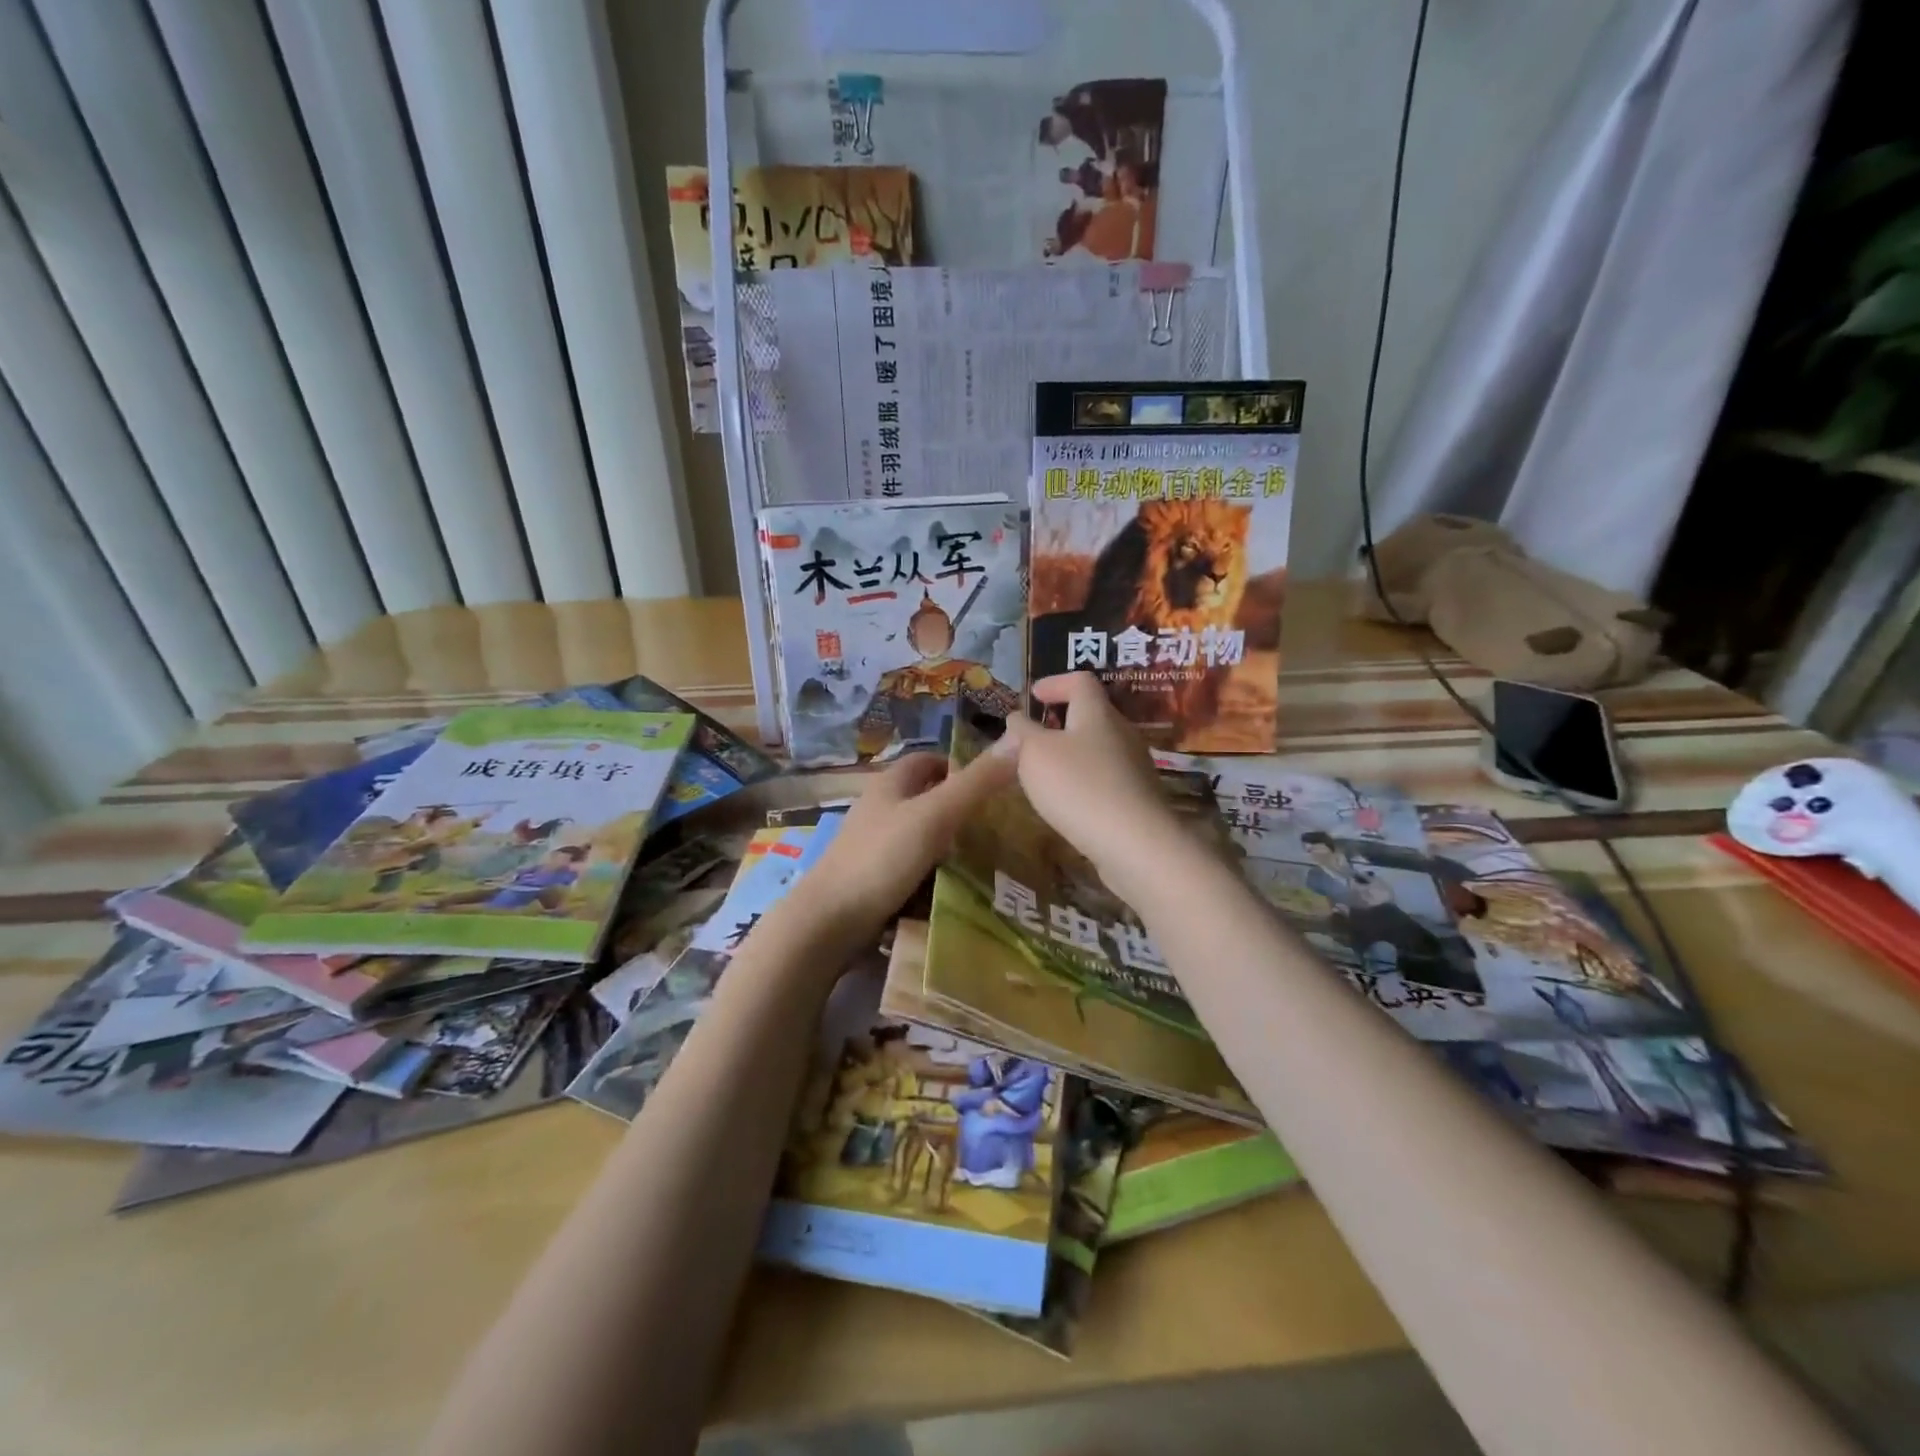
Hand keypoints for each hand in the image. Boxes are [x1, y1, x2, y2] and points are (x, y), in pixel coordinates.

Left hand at [784, 748, 1018, 949]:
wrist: (828, 922)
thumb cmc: (881, 858)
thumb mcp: (934, 816)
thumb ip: (975, 784)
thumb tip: (1018, 740)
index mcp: (889, 784)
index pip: (928, 760)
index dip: (959, 766)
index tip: (994, 784)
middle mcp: (879, 808)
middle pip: (925, 797)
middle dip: (959, 806)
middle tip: (999, 824)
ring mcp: (873, 845)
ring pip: (919, 833)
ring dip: (948, 841)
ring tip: (987, 857)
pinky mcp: (872, 877)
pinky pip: (911, 865)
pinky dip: (933, 870)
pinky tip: (954, 885)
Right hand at [1000, 673, 1182, 905]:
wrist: (1134, 843)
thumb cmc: (1079, 786)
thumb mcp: (1035, 754)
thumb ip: (1021, 733)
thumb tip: (1017, 719)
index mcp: (1097, 713)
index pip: (1080, 681)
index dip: (1055, 683)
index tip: (1033, 696)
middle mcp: (1121, 732)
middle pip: (1091, 715)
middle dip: (1061, 722)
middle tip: (1032, 738)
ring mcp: (1134, 766)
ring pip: (1098, 748)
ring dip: (1071, 754)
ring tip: (1044, 773)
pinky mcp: (1137, 798)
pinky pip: (1105, 778)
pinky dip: (1083, 780)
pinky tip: (1067, 802)